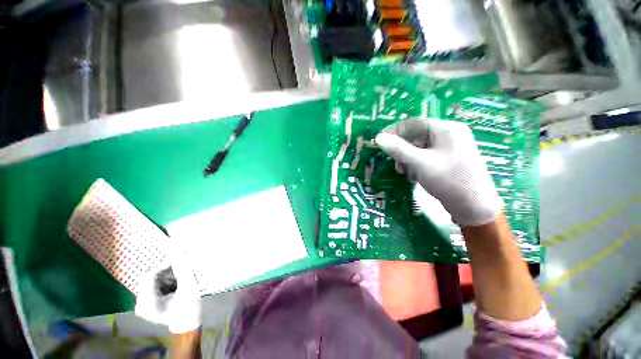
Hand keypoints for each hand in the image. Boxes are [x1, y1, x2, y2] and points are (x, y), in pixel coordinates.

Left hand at [135, 243, 201, 333]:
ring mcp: (141, 303)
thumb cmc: (189, 307)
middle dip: (166, 272)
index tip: (179, 259)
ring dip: (166, 276)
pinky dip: (164, 281)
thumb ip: (183, 270)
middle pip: (148, 277)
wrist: (187, 323)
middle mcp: (139, 303)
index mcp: (148, 303)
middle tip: (180, 272)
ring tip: (178, 282)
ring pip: (150, 279)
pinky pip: (152, 284)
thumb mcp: (189, 287)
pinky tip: (173, 287)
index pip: (150, 275)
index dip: (164, 265)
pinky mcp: (144, 302)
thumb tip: (179, 252)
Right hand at [375, 118, 500, 226]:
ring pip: (420, 149)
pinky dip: (417, 165)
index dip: (395, 131)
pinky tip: (415, 177)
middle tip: (395, 163)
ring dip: (409, 160)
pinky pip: (427, 158)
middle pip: (417, 137)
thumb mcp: (419, 162)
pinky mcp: (449, 161)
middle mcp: (449, 135)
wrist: (474, 207)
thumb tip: (378, 137)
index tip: (380, 141)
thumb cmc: (448, 179)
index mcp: (446, 129)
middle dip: (403, 150)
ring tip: (405, 173)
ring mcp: (450, 149)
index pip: (415, 123)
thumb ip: (398, 149)